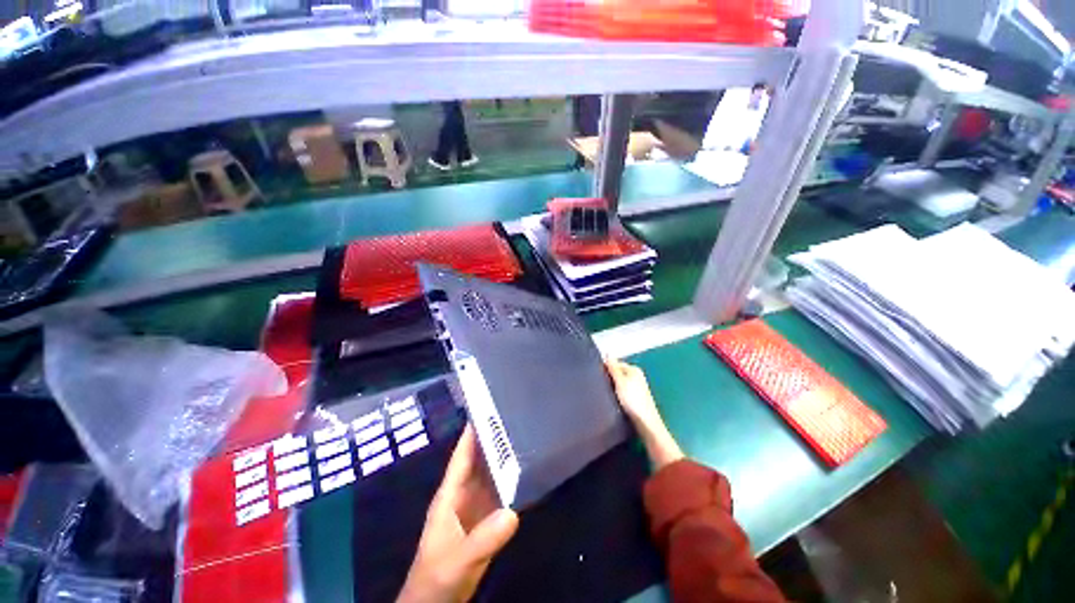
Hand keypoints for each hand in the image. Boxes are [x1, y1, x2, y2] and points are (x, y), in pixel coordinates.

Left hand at [398, 426, 518, 602]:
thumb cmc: (437, 578)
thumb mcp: (458, 560)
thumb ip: (483, 539)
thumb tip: (513, 513)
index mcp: (450, 495)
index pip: (461, 456)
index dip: (471, 433)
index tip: (486, 410)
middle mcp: (463, 494)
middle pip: (479, 460)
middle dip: (493, 440)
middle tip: (514, 418)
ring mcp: (474, 507)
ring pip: (490, 475)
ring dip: (503, 459)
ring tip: (524, 437)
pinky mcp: (484, 520)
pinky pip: (499, 494)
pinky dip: (510, 482)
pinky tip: (525, 473)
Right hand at [606, 358, 684, 469]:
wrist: (645, 423)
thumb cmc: (633, 400)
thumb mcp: (620, 381)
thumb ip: (613, 368)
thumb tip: (607, 354)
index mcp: (634, 369)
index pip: (615, 363)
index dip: (606, 368)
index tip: (597, 375)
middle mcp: (637, 376)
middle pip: (618, 372)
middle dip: (609, 377)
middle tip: (600, 384)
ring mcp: (637, 387)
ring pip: (620, 382)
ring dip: (613, 386)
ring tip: (605, 392)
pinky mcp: (636, 397)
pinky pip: (623, 390)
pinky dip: (617, 393)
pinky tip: (613, 399)